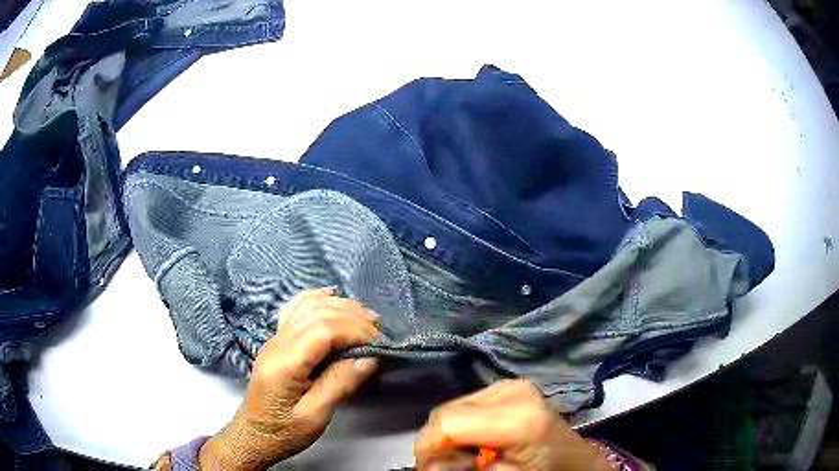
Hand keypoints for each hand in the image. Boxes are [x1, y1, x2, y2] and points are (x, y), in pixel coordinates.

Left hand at [200, 289, 380, 469]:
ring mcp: (274, 338)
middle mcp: (277, 343)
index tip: (379, 345)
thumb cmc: (284, 432)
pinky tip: (333, 298)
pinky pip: (296, 308)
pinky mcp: (277, 341)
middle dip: (353, 317)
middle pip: (317, 312)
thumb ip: (340, 384)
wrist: (254, 435)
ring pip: (307, 305)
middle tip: (379, 334)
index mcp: (285, 363)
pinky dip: (317, 299)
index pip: (323, 328)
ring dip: (340, 306)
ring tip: (367, 319)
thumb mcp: (315, 417)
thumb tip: (369, 358)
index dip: (355, 330)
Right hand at [414, 380, 611, 470]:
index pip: (448, 423)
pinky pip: (466, 405)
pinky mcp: (509, 385)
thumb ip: (461, 469)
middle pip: (446, 412)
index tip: (429, 469)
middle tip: (448, 467)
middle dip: (436, 443)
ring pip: (452, 407)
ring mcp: (511, 384)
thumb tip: (428, 465)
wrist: (574, 459)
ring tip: (466, 456)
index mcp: (518, 418)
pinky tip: (477, 441)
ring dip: (448, 435)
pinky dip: (461, 426)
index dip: (428, 448)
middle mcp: (513, 390)